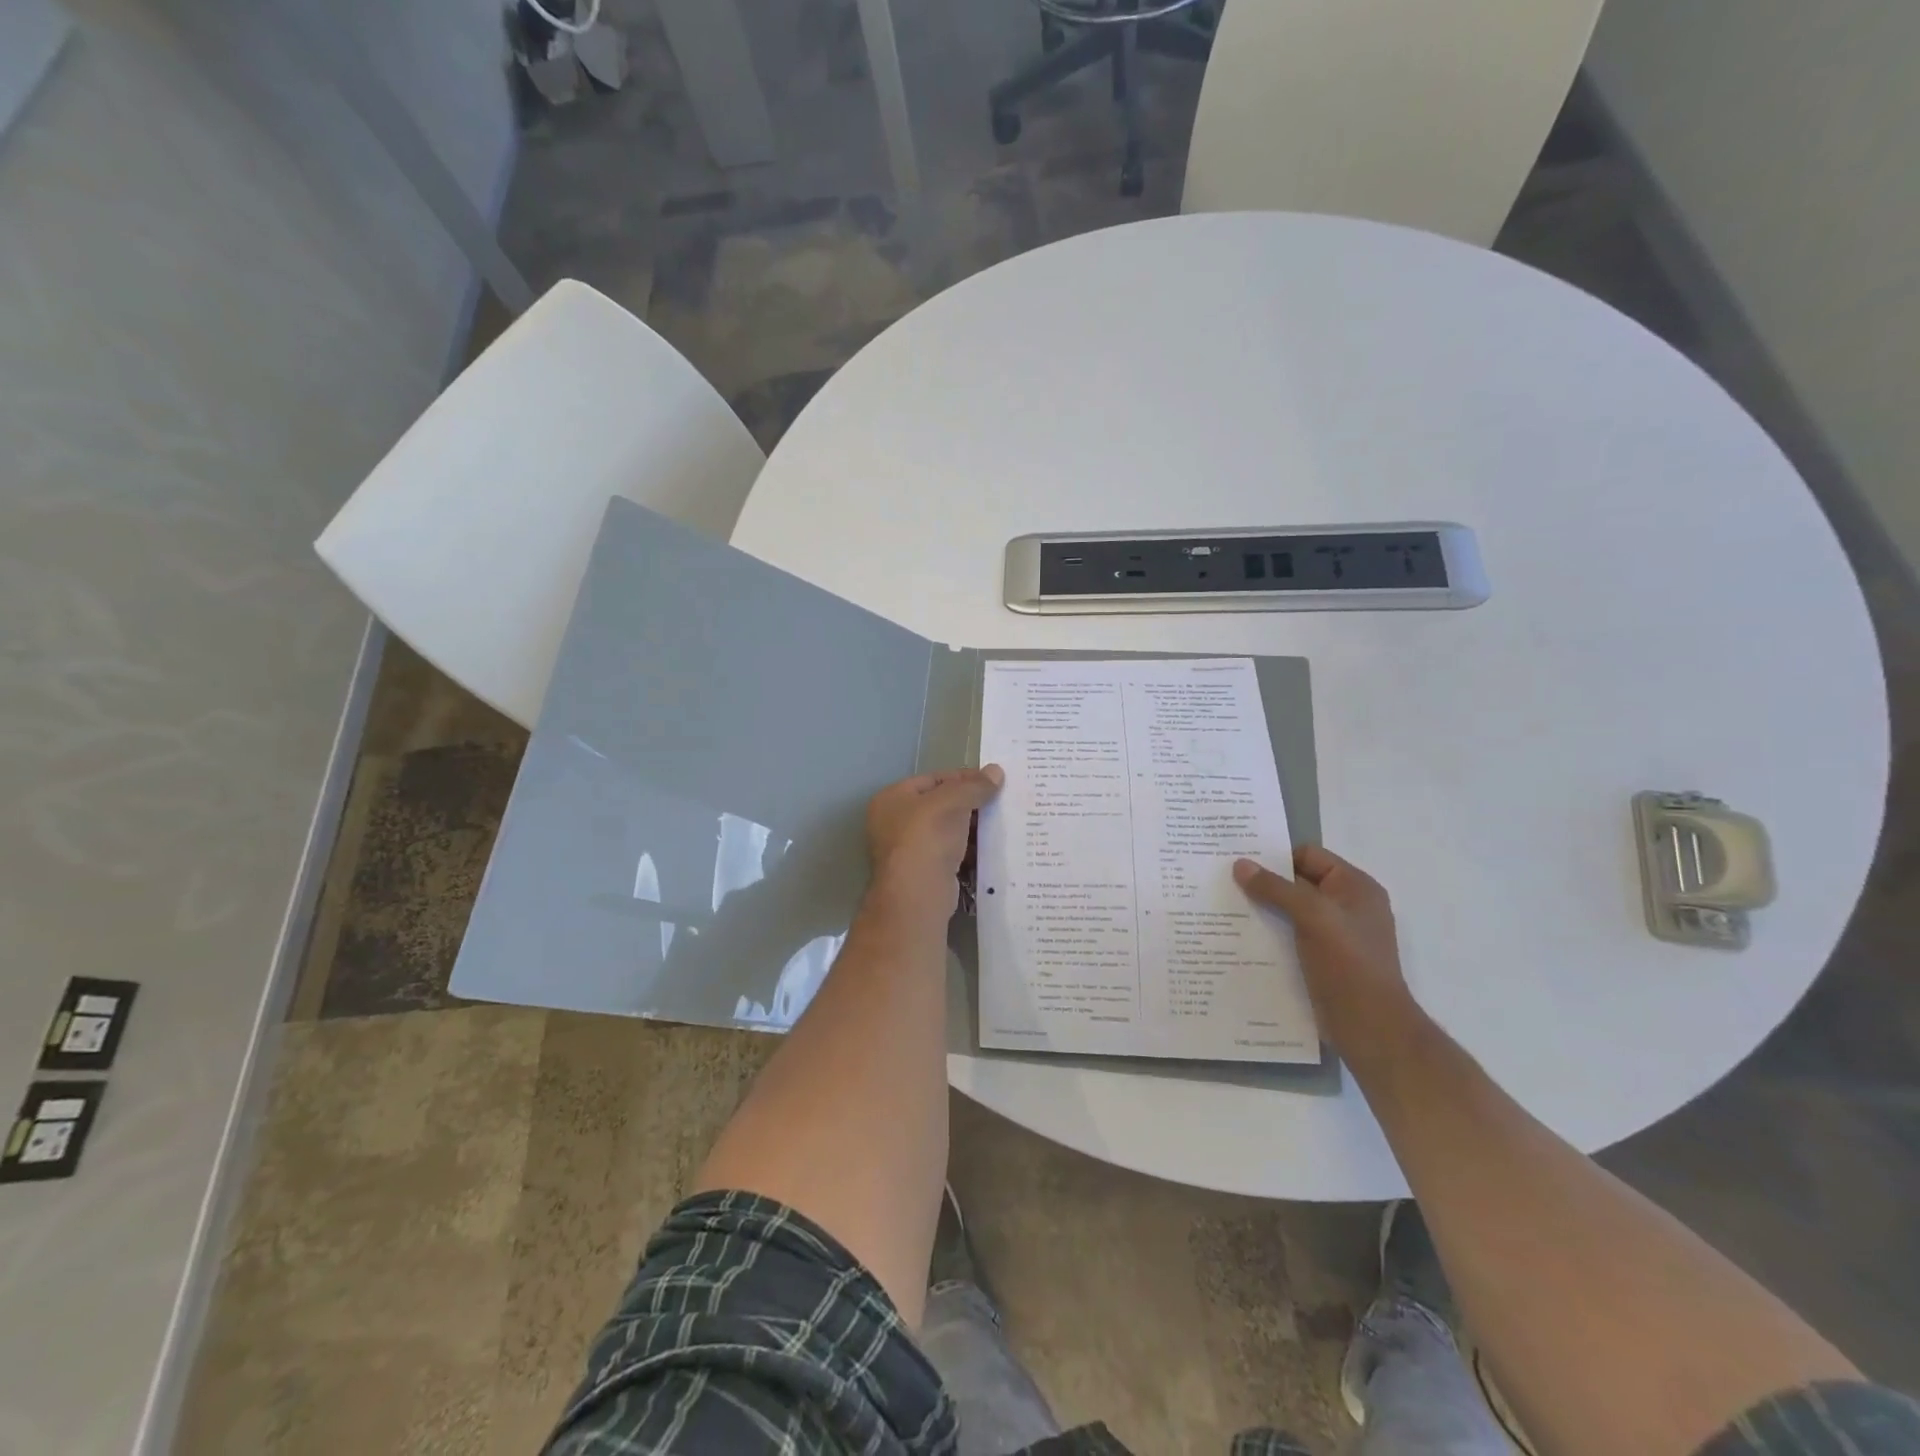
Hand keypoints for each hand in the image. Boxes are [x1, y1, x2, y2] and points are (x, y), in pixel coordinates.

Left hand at [866, 766, 1004, 919]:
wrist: (917, 895)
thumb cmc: (927, 837)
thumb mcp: (953, 802)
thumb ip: (974, 786)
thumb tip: (996, 772)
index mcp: (892, 798)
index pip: (933, 779)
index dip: (963, 777)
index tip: (993, 780)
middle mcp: (894, 823)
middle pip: (940, 805)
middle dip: (970, 804)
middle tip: (1001, 802)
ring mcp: (908, 850)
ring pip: (947, 831)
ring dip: (972, 828)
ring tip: (1002, 823)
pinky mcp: (925, 873)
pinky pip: (951, 854)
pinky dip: (969, 851)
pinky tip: (992, 848)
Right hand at [1233, 846, 1425, 1065]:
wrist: (1371, 1027)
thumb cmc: (1349, 964)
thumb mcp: (1313, 916)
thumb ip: (1276, 888)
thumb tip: (1240, 864)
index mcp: (1355, 887)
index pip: (1309, 855)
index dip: (1276, 857)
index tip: (1239, 863)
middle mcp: (1346, 906)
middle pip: (1297, 882)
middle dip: (1264, 883)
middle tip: (1224, 883)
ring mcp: (1334, 934)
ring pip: (1290, 911)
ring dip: (1262, 910)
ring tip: (1225, 909)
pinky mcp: (1322, 960)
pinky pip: (1289, 935)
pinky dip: (1268, 933)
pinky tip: (1240, 938)